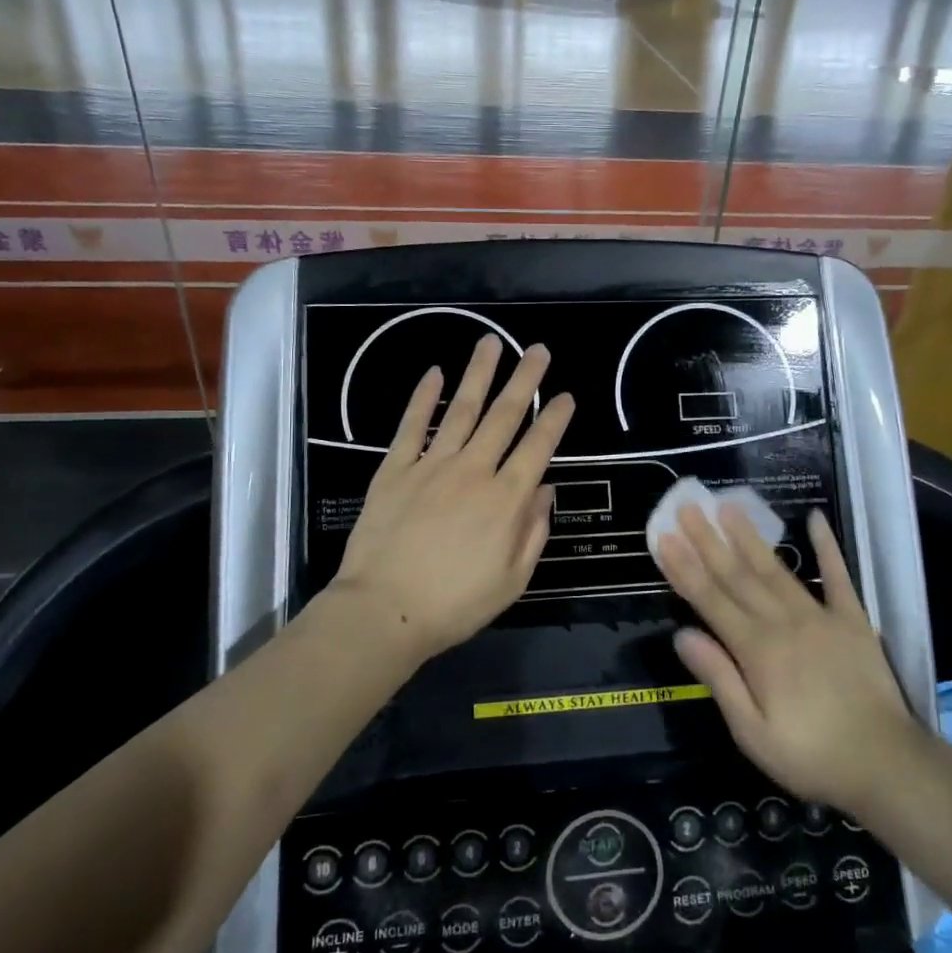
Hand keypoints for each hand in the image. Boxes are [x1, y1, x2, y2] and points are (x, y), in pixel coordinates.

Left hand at [332, 335, 574, 663]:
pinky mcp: (395, 469)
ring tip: (491, 342)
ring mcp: (432, 465)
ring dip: (479, 374)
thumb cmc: (455, 604)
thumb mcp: (513, 580)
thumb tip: (547, 489)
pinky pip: (412, 426)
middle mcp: (473, 471)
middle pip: (504, 416)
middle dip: (525, 380)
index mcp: (506, 500)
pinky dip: (423, 398)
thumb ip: (533, 531)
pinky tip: (434, 372)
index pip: (538, 447)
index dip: (555, 419)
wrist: (384, 610)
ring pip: (461, 409)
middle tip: (538, 350)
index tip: (567, 396)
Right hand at [658, 503, 916, 815]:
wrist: (887, 765)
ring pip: (776, 569)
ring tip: (729, 506)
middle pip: (738, 575)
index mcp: (756, 650)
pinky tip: (815, 518)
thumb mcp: (752, 733)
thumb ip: (719, 678)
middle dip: (708, 541)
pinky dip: (827, 546)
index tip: (665, 538)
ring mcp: (820, 616)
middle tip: (688, 508)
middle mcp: (784, 622)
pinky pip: (838, 576)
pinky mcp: (853, 620)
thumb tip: (682, 635)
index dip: (684, 568)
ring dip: (750, 537)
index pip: (711, 600)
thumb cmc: (810, 756)